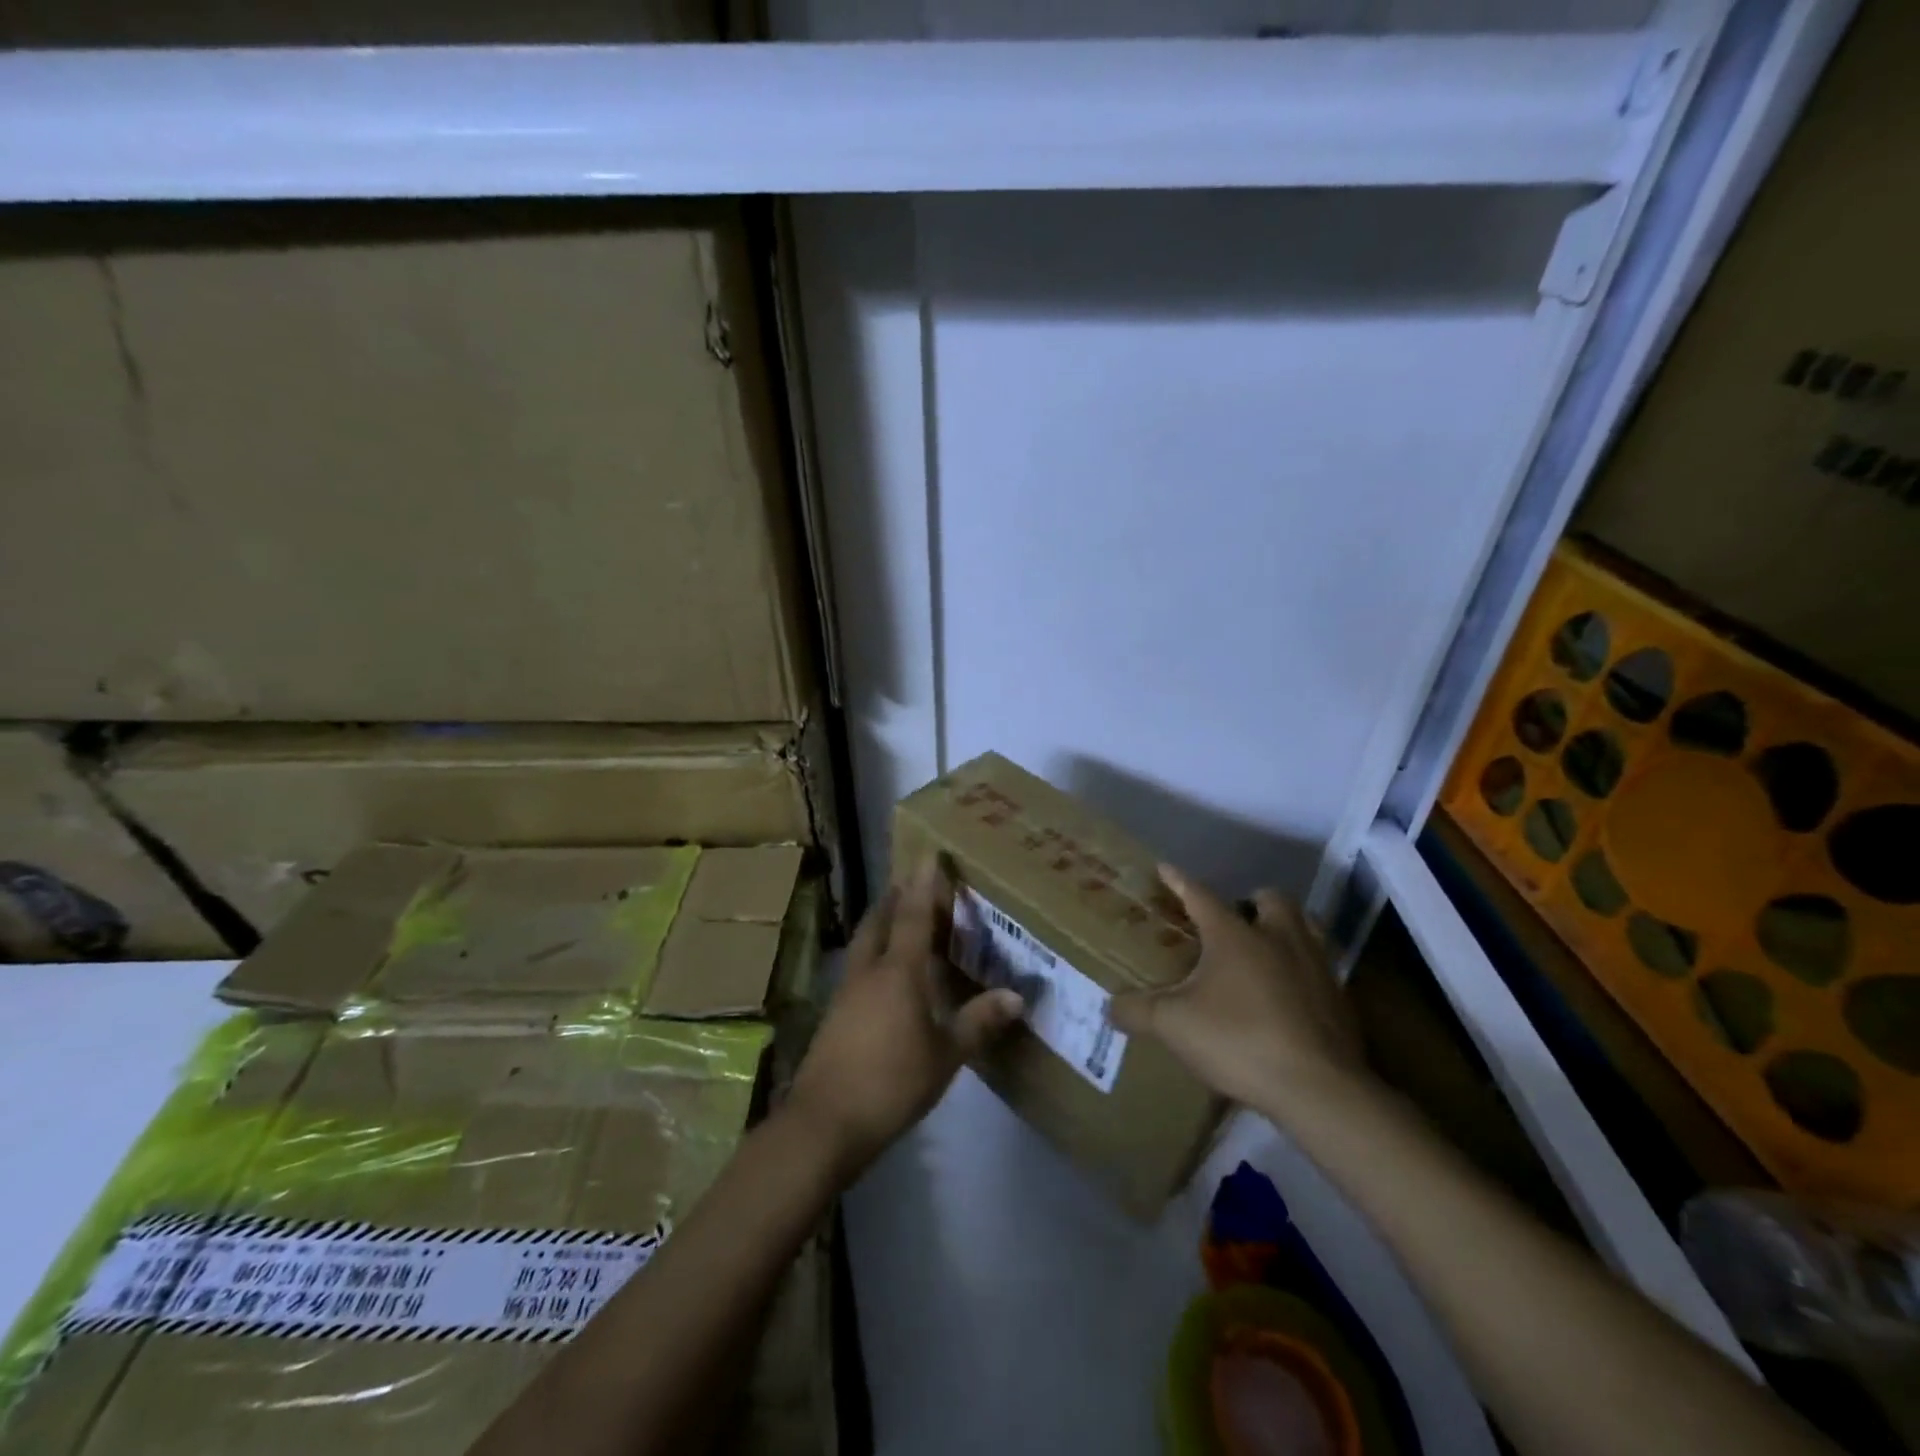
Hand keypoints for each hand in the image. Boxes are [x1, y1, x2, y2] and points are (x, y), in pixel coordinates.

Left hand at [787, 859, 1023, 1179]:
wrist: (824, 1122)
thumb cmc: (891, 1082)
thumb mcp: (945, 1056)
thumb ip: (978, 1022)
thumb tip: (1017, 996)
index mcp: (898, 972)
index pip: (912, 915)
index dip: (923, 884)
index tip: (928, 854)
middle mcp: (868, 971)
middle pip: (879, 920)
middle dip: (895, 897)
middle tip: (912, 883)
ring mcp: (846, 991)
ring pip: (864, 942)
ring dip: (881, 922)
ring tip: (899, 918)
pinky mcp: (835, 1014)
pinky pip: (859, 966)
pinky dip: (874, 953)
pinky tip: (885, 972)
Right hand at [1109, 865, 1368, 1124]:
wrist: (1318, 1089)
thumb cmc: (1239, 1040)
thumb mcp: (1174, 1026)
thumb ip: (1138, 1011)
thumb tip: (1109, 1006)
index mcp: (1234, 935)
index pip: (1200, 895)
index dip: (1179, 881)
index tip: (1165, 868)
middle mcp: (1278, 937)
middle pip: (1270, 899)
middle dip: (1251, 901)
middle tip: (1233, 921)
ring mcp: (1315, 965)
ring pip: (1305, 926)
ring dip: (1285, 927)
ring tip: (1265, 947)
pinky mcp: (1340, 998)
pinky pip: (1320, 966)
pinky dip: (1302, 969)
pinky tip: (1287, 994)